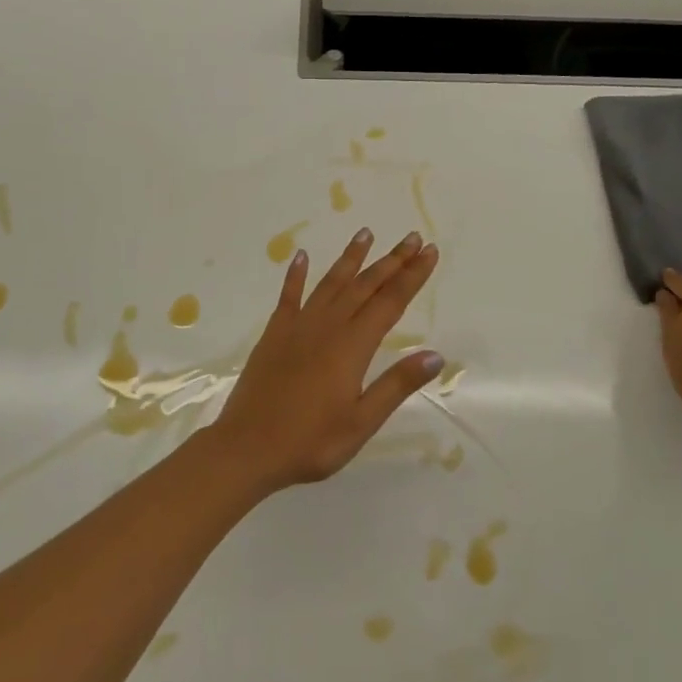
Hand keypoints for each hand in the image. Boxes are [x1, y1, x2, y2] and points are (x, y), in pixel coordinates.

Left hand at [210, 229, 441, 492]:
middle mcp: (327, 327)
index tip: (429, 251)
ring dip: (351, 258)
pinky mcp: (274, 334)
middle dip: (391, 260)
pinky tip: (302, 256)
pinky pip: (288, 296)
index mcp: (352, 347)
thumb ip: (397, 385)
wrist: (246, 448)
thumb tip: (435, 355)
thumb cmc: (310, 442)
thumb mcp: (361, 422)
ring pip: (331, 283)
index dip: (412, 276)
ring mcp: (297, 327)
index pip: (390, 302)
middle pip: (365, 286)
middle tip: (411, 236)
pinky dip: (296, 274)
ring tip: (366, 233)